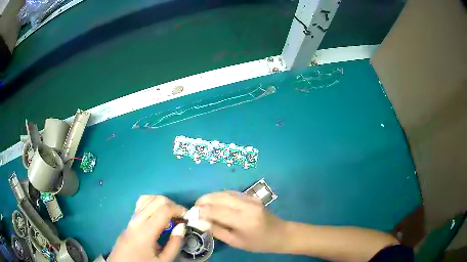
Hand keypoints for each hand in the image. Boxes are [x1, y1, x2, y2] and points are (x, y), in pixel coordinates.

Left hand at [108, 195, 186, 261]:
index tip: (188, 218)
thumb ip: (174, 244)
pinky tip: (158, 215)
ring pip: (148, 198)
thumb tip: (182, 227)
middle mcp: (137, 220)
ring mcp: (131, 218)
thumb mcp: (163, 261)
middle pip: (157, 200)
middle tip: (181, 218)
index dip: (179, 210)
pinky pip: (141, 204)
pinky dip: (153, 203)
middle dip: (173, 205)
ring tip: (171, 215)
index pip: (164, 209)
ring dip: (163, 203)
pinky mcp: (129, 220)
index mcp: (145, 231)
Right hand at [195, 191, 285, 252]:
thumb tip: (200, 221)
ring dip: (210, 197)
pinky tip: (214, 203)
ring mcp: (250, 198)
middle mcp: (247, 205)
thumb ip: (217, 230)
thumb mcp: (235, 242)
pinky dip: (219, 196)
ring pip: (224, 192)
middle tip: (194, 208)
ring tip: (201, 205)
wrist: (280, 234)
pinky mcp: (251, 196)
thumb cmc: (258, 243)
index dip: (201, 211)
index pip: (216, 211)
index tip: (191, 215)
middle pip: (219, 197)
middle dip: (203, 200)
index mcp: (244, 220)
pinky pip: (231, 193)